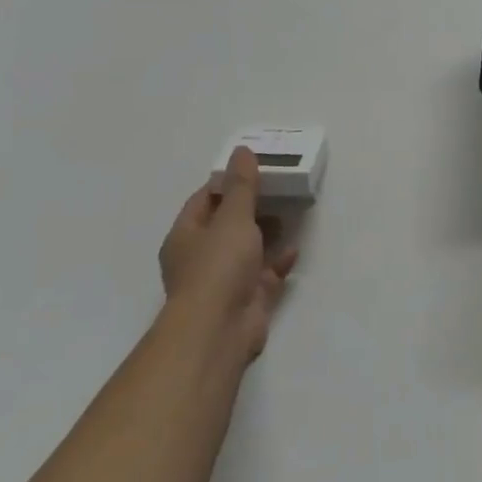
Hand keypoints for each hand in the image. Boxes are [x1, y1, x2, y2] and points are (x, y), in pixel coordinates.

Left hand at [159, 148, 297, 362]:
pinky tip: (295, 249)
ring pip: (247, 250)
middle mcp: (201, 258)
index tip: (253, 169)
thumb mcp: (232, 217)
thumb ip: (241, 186)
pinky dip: (278, 262)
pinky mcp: (246, 300)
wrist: (219, 330)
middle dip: (251, 208)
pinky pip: (264, 275)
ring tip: (291, 212)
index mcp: (186, 236)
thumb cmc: (218, 266)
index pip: (204, 200)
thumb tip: (242, 151)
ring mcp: (223, 281)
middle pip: (226, 225)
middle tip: (279, 188)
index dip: (227, 183)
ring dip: (267, 233)